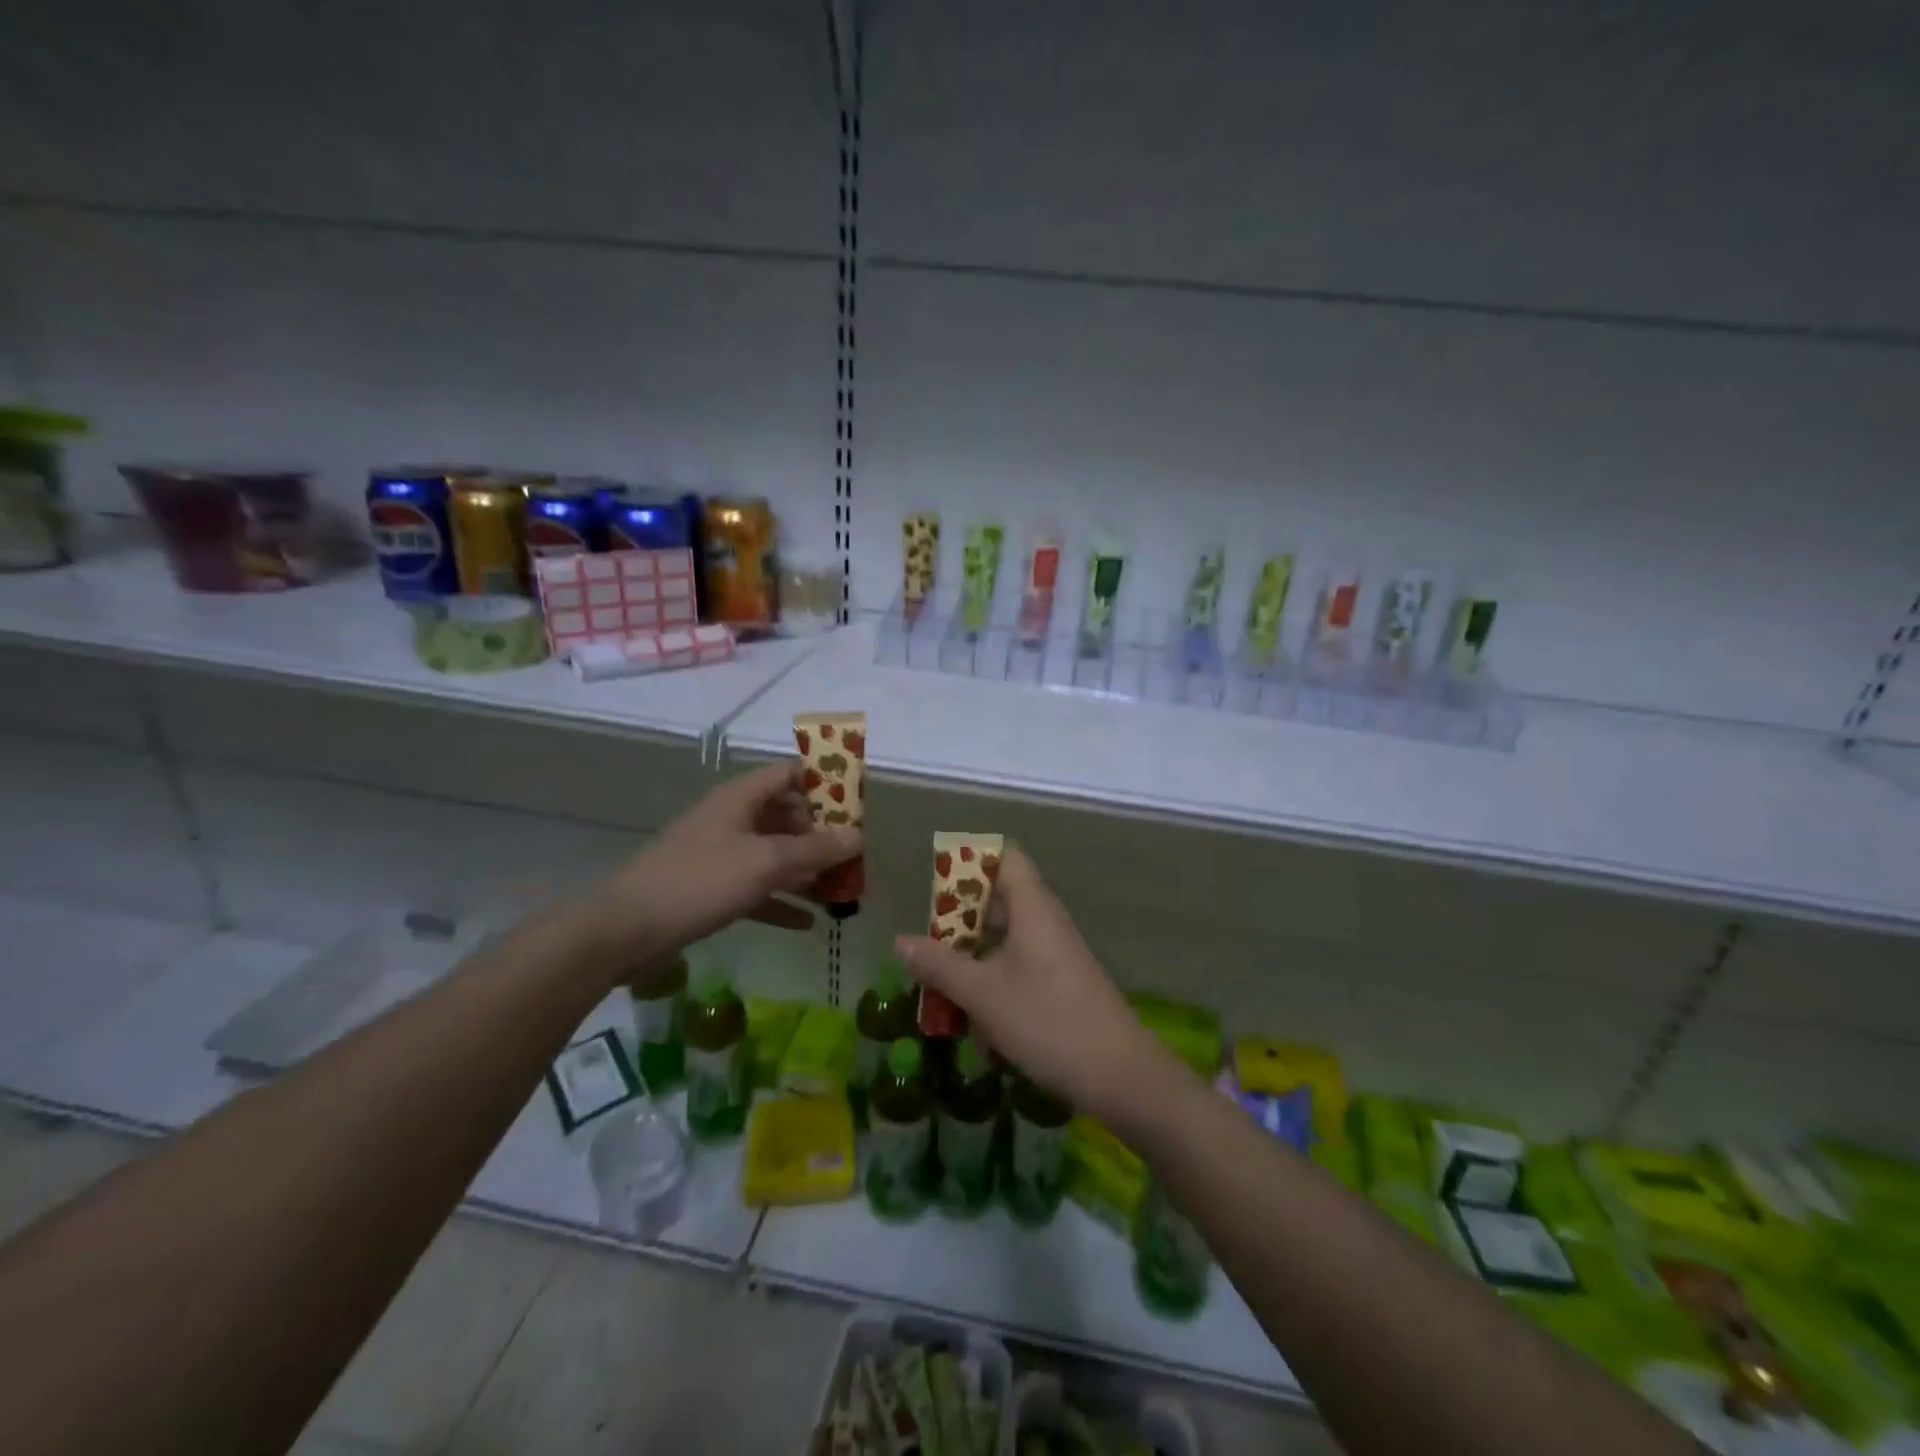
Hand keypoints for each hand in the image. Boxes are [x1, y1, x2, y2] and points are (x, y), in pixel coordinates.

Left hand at [582, 761, 860, 967]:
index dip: (824, 782)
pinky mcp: (711, 889)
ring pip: (774, 855)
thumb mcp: (765, 862)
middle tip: (856, 854)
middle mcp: (732, 819)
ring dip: (806, 871)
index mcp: (741, 798)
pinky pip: (757, 888)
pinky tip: (809, 923)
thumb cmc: (699, 881)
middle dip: (822, 835)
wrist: (625, 930)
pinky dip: (781, 901)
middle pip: (786, 816)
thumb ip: (814, 849)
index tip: (858, 802)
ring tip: (842, 890)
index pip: (790, 774)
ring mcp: (720, 855)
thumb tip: (858, 836)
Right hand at [895, 844, 1166, 1126]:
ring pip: (1003, 940)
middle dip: (957, 922)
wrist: (1120, 1076)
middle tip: (924, 945)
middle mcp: (1044, 921)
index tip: (934, 884)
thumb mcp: (983, 994)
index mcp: (1032, 906)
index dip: (969, 861)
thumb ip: (939, 965)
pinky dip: (991, 985)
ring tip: (940, 990)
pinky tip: (975, 1024)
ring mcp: (1054, 953)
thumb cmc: (1047, 1021)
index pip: (1003, 856)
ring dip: (971, 960)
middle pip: (996, 899)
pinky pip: (1016, 968)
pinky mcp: (1058, 983)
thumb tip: (900, 940)